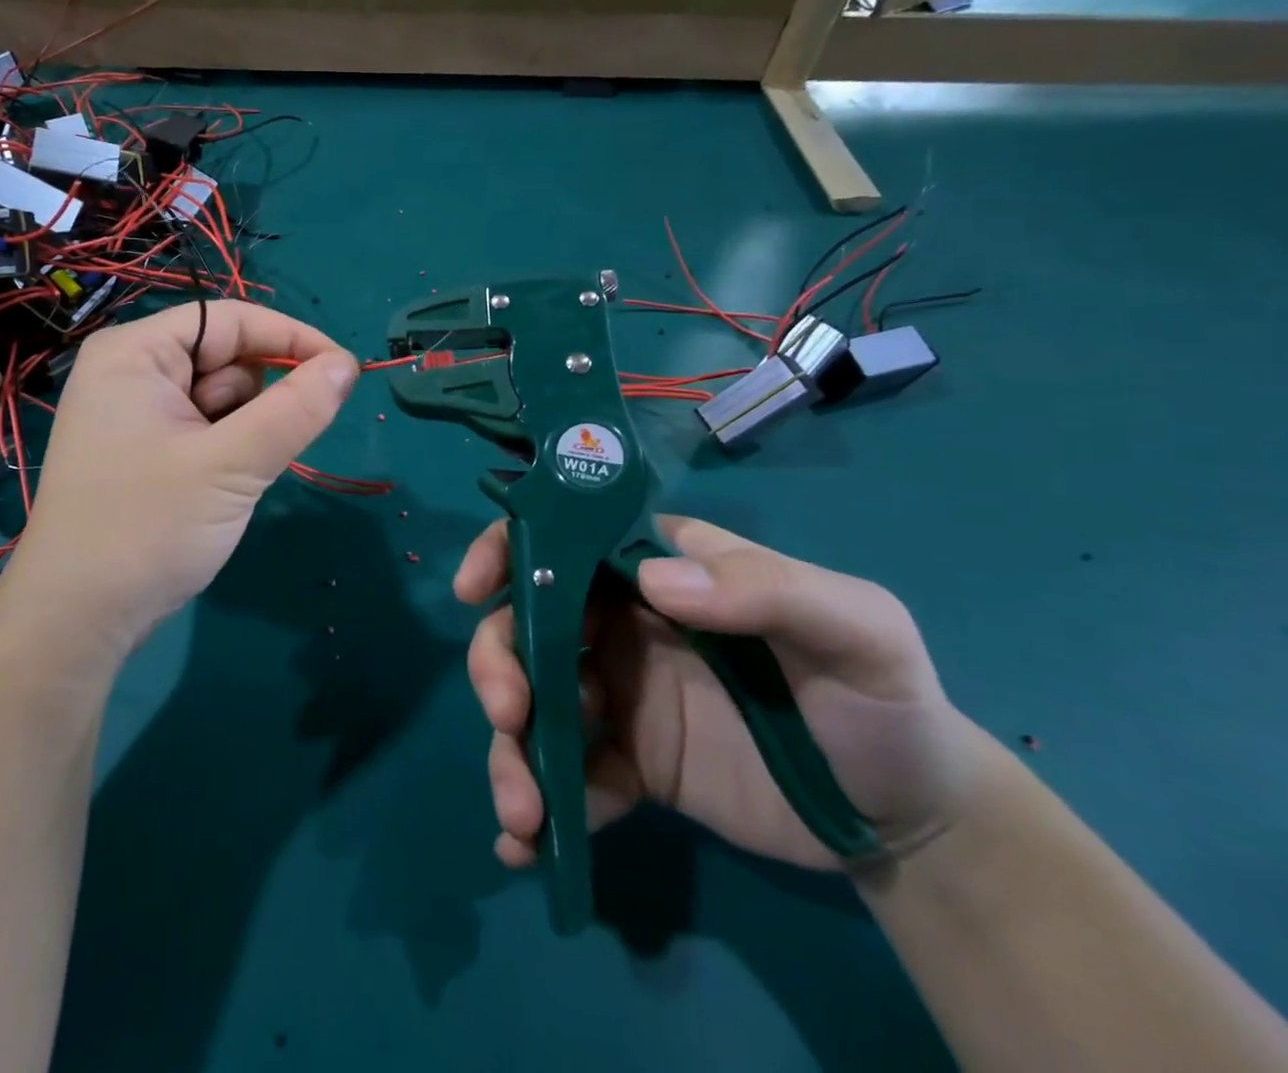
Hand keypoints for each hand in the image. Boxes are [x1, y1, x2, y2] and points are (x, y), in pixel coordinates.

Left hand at [0, 301, 357, 664]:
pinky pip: (206, 428)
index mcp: (135, 353)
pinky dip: (227, 451)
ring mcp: (135, 412)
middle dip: (256, 401)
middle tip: (250, 455)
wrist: (77, 621)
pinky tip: (212, 491)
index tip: (345, 370)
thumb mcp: (231, 466)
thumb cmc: (146, 529)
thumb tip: (348, 366)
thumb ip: (294, 410)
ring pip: (222, 397)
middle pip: (225, 357)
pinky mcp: (144, 449)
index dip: (291, 338)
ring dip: (243, 432)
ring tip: (222, 481)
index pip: (229, 320)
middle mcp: (131, 371)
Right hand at [457, 515, 994, 871]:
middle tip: (508, 715)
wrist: (910, 820)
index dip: (508, 550)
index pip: (566, 537)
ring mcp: (620, 694)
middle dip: (498, 663)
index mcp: (661, 571)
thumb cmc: (882, 698)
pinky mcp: (628, 764)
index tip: (477, 590)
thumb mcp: (855, 627)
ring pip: (533, 702)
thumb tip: (652, 581)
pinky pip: (567, 778)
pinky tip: (528, 849)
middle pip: (527, 623)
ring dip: (510, 749)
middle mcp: (624, 623)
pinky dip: (540, 808)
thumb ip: (764, 589)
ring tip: (522, 811)